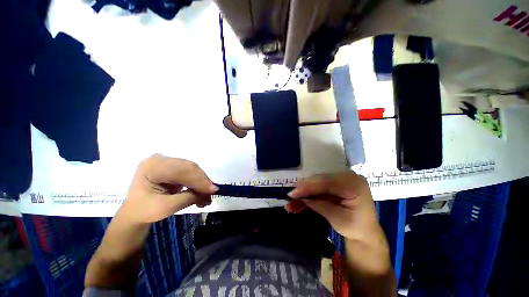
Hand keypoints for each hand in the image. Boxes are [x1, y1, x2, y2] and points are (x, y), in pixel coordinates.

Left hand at [120, 154, 217, 223]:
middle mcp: (161, 159)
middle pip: (189, 167)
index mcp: (152, 166)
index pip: (182, 170)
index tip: (213, 190)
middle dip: (202, 182)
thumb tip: (210, 191)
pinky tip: (201, 192)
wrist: (135, 212)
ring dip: (202, 183)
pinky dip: (198, 183)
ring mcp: (167, 162)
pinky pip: (190, 172)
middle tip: (211, 195)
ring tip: (206, 197)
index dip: (199, 180)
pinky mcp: (173, 167)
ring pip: (192, 169)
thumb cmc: (144, 211)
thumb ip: (189, 197)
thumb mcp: (166, 207)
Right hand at [286, 172, 378, 239]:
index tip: (293, 193)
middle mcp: (346, 177)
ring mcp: (339, 180)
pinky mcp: (332, 184)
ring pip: (316, 183)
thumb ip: (320, 205)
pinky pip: (317, 187)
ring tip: (292, 203)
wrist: (364, 231)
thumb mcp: (338, 219)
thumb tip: (301, 198)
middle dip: (304, 189)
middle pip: (319, 180)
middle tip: (290, 197)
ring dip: (304, 193)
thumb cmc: (356, 227)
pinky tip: (298, 203)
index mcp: (354, 185)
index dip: (309, 186)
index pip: (327, 182)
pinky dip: (307, 195)